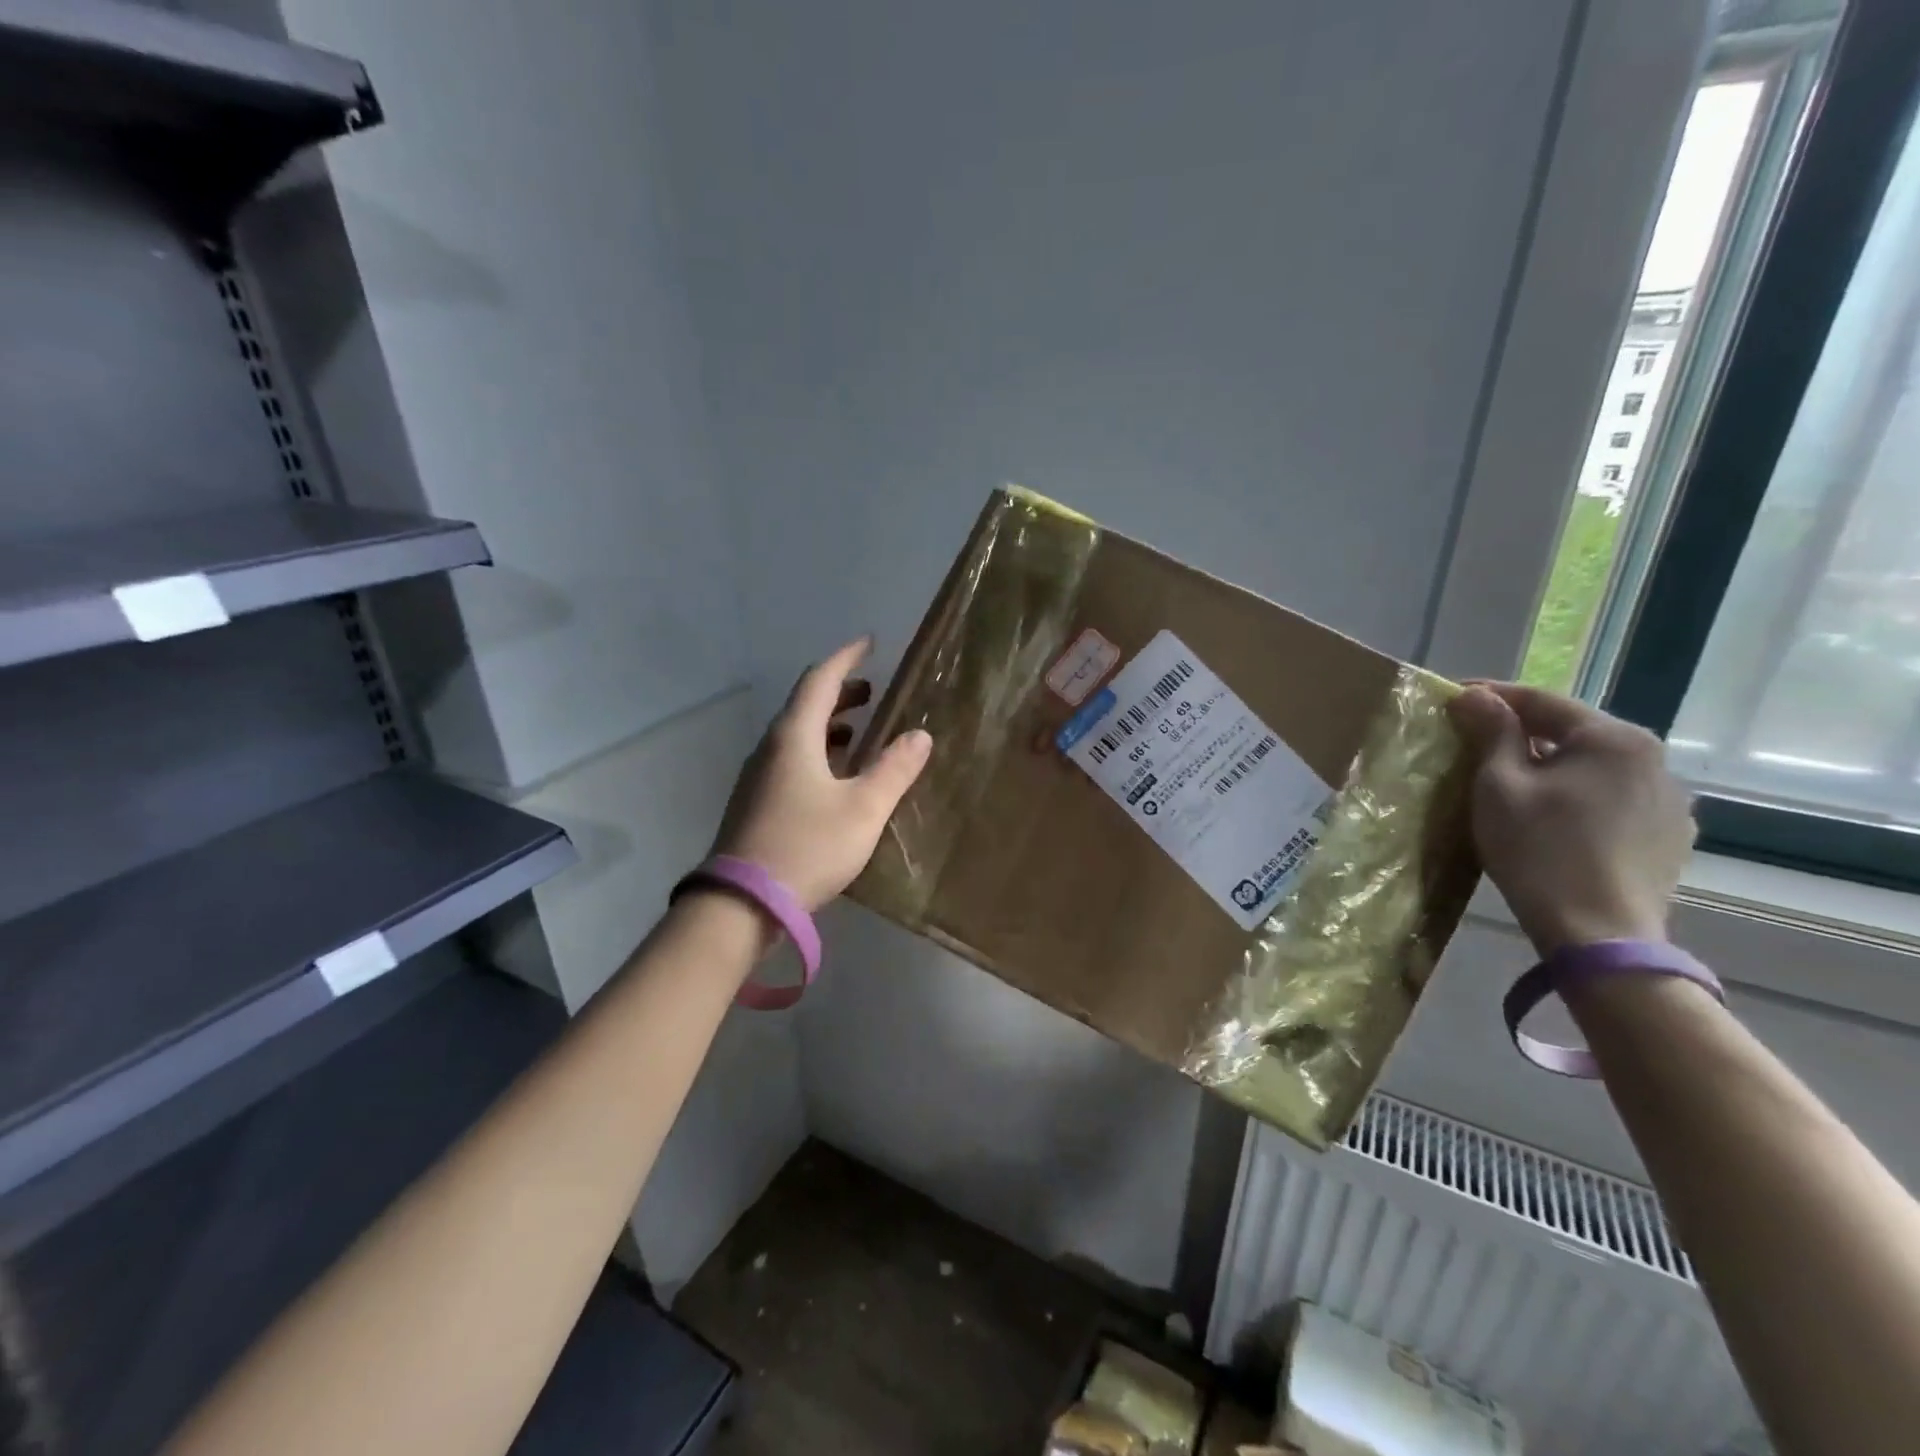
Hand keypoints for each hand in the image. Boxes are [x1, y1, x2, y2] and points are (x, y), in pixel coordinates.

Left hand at [712, 637, 933, 911]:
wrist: (741, 903)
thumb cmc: (808, 847)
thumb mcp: (864, 809)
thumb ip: (895, 769)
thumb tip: (920, 735)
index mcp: (794, 736)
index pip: (820, 679)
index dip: (846, 658)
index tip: (869, 643)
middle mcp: (770, 747)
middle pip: (805, 704)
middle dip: (840, 693)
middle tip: (873, 693)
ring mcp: (757, 776)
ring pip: (796, 734)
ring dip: (828, 724)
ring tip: (859, 732)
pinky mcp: (755, 803)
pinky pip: (789, 760)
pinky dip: (817, 752)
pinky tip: (834, 777)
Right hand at [1447, 682, 1694, 954]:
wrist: (1598, 934)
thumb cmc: (1539, 850)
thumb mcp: (1499, 786)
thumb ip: (1491, 733)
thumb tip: (1475, 695)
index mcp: (1614, 738)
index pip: (1541, 700)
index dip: (1490, 695)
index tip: (1451, 696)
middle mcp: (1653, 759)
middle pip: (1571, 732)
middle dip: (1520, 731)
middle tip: (1473, 739)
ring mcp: (1668, 800)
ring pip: (1592, 767)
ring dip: (1550, 764)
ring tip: (1510, 780)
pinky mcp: (1668, 836)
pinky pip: (1611, 798)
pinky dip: (1576, 795)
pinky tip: (1551, 816)